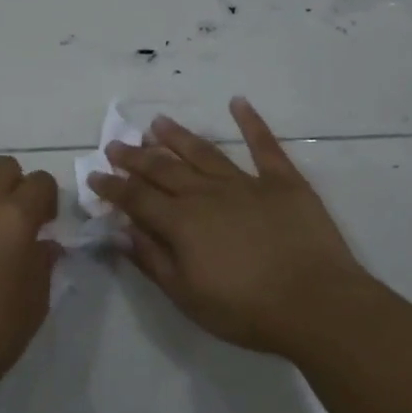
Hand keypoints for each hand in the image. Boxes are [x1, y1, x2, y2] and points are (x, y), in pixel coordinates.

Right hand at [89, 98, 370, 359]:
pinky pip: (264, 146)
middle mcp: (207, 194)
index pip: (137, 198)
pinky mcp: (283, 182)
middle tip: (117, 144)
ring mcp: (246, 183)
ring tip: (157, 122)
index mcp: (181, 222)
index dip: (113, 187)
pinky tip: (238, 102)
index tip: (95, 175)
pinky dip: (251, 122)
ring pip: (204, 152)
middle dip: (137, 157)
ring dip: (178, 137)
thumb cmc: (245, 309)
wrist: (316, 304)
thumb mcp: (187, 296)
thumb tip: (122, 230)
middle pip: (165, 169)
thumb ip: (152, 260)